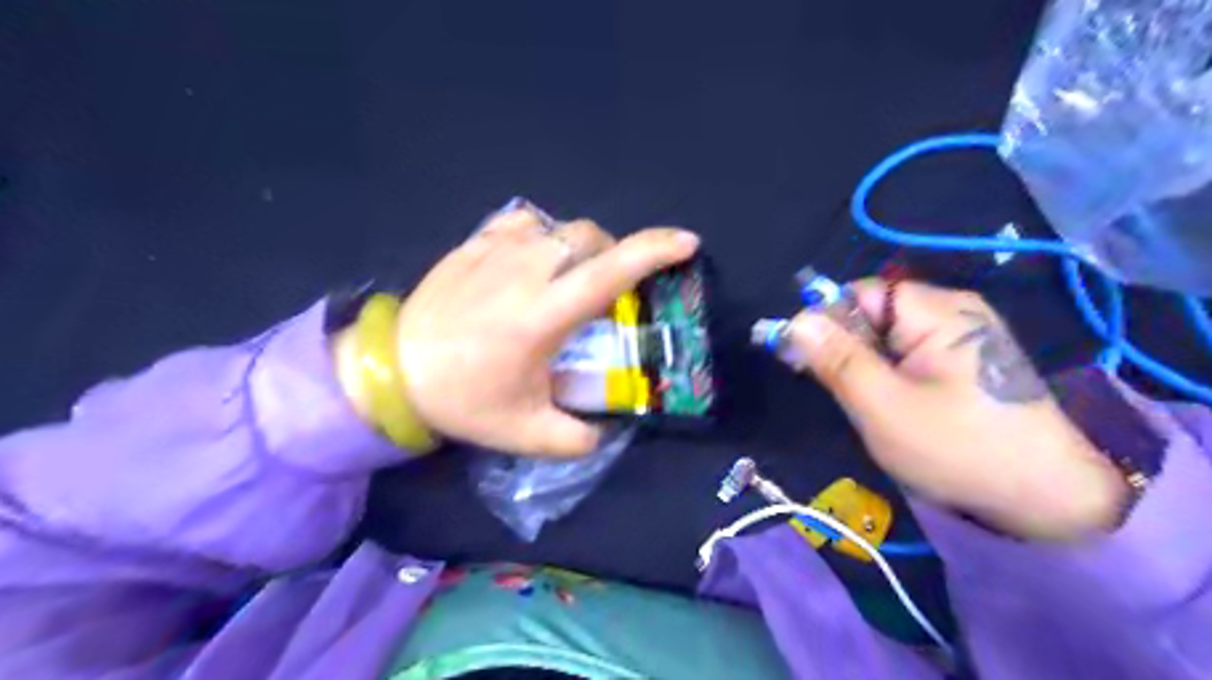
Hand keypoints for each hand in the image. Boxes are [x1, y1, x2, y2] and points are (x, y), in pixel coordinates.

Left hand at [383, 205, 694, 452]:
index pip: (610, 272)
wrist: (392, 371)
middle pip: (588, 237)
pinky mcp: (472, 245)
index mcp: (543, 315)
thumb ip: (579, 438)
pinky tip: (530, 263)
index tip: (687, 243)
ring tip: (566, 279)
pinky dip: (540, 238)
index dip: (654, 252)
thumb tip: (608, 429)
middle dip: (612, 253)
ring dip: (576, 248)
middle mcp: (524, 272)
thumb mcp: (527, 432)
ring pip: (557, 228)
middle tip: (606, 287)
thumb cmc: (463, 399)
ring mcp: (495, 252)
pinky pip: (522, 225)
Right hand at [788, 280, 1127, 539]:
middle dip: (845, 347)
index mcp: (938, 311)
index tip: (801, 358)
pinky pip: (908, 355)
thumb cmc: (959, 449)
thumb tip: (793, 321)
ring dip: (863, 364)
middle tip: (834, 389)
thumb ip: (836, 359)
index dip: (825, 320)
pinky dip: (887, 375)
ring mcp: (963, 338)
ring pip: (887, 337)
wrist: (1048, 502)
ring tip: (862, 402)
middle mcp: (953, 312)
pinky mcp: (965, 363)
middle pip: (874, 313)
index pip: (861, 293)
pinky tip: (889, 405)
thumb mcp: (883, 406)